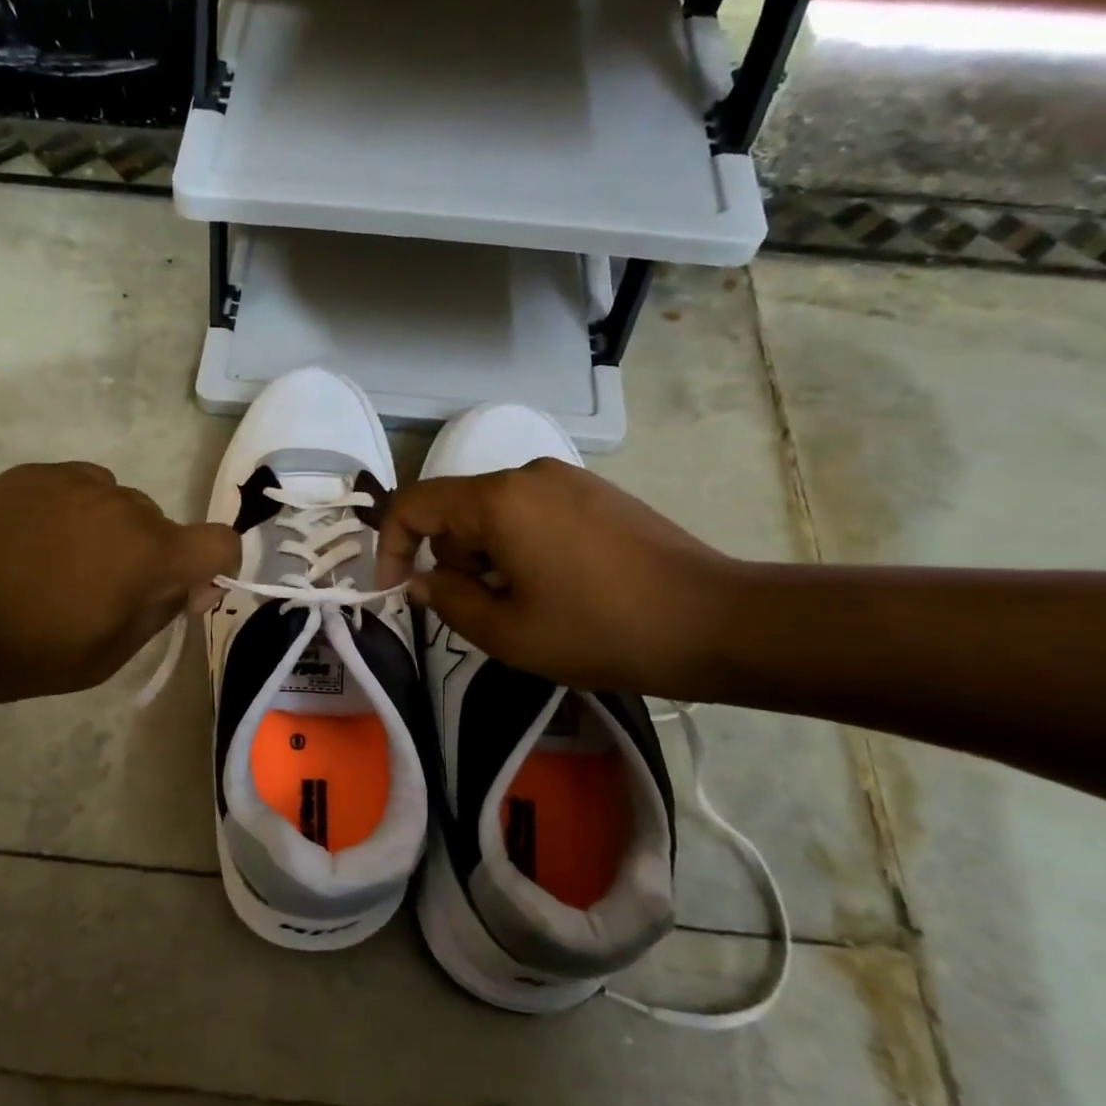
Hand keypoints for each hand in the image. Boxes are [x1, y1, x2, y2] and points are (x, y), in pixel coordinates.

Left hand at [0, 463, 236, 702]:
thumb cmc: (21, 645)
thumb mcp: (101, 658)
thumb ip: (158, 616)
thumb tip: (190, 587)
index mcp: (151, 555)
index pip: (222, 543)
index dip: (217, 569)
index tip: (182, 595)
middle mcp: (128, 507)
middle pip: (166, 530)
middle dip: (151, 561)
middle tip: (101, 595)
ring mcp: (82, 482)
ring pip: (123, 508)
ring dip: (112, 535)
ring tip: (58, 565)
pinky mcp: (41, 472)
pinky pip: (84, 490)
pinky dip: (76, 514)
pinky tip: (35, 540)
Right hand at [376, 459, 737, 698]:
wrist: (714, 621)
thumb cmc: (599, 630)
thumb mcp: (507, 632)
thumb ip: (447, 600)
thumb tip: (422, 580)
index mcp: (498, 500)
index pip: (414, 504)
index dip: (390, 546)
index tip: (396, 591)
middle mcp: (528, 473)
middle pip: (457, 511)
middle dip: (453, 561)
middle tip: (484, 613)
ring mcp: (568, 479)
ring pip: (495, 515)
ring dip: (489, 558)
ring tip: (528, 606)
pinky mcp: (597, 494)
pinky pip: (533, 513)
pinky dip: (522, 547)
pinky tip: (561, 587)